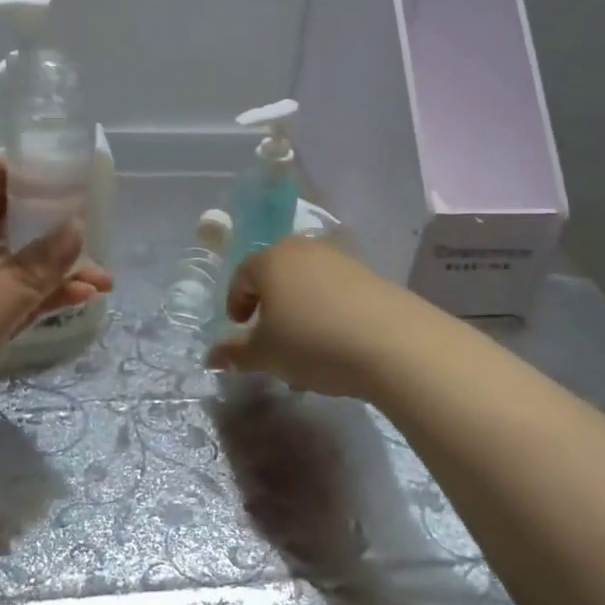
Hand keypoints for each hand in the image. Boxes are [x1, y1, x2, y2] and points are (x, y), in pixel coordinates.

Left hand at [0, 153, 112, 496]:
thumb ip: (26, 277)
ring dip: (52, 261)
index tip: (51, 166)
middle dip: (37, 212)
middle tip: (87, 209)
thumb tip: (76, 226)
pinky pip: (17, 302)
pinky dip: (48, 296)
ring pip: (11, 264)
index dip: (0, 167)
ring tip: (101, 265)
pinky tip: (86, 296)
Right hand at [206, 235, 415, 399]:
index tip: (240, 331)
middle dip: (270, 309)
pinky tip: (336, 346)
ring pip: (308, 286)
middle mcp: (305, 249)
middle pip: (277, 276)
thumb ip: (235, 353)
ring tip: (305, 352)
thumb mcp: (265, 354)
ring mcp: (341, 259)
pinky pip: (336, 292)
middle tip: (271, 342)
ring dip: (300, 313)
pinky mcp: (371, 275)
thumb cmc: (312, 342)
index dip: (236, 304)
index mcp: (271, 259)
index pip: (242, 276)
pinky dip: (328, 313)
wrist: (393, 342)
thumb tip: (212, 356)